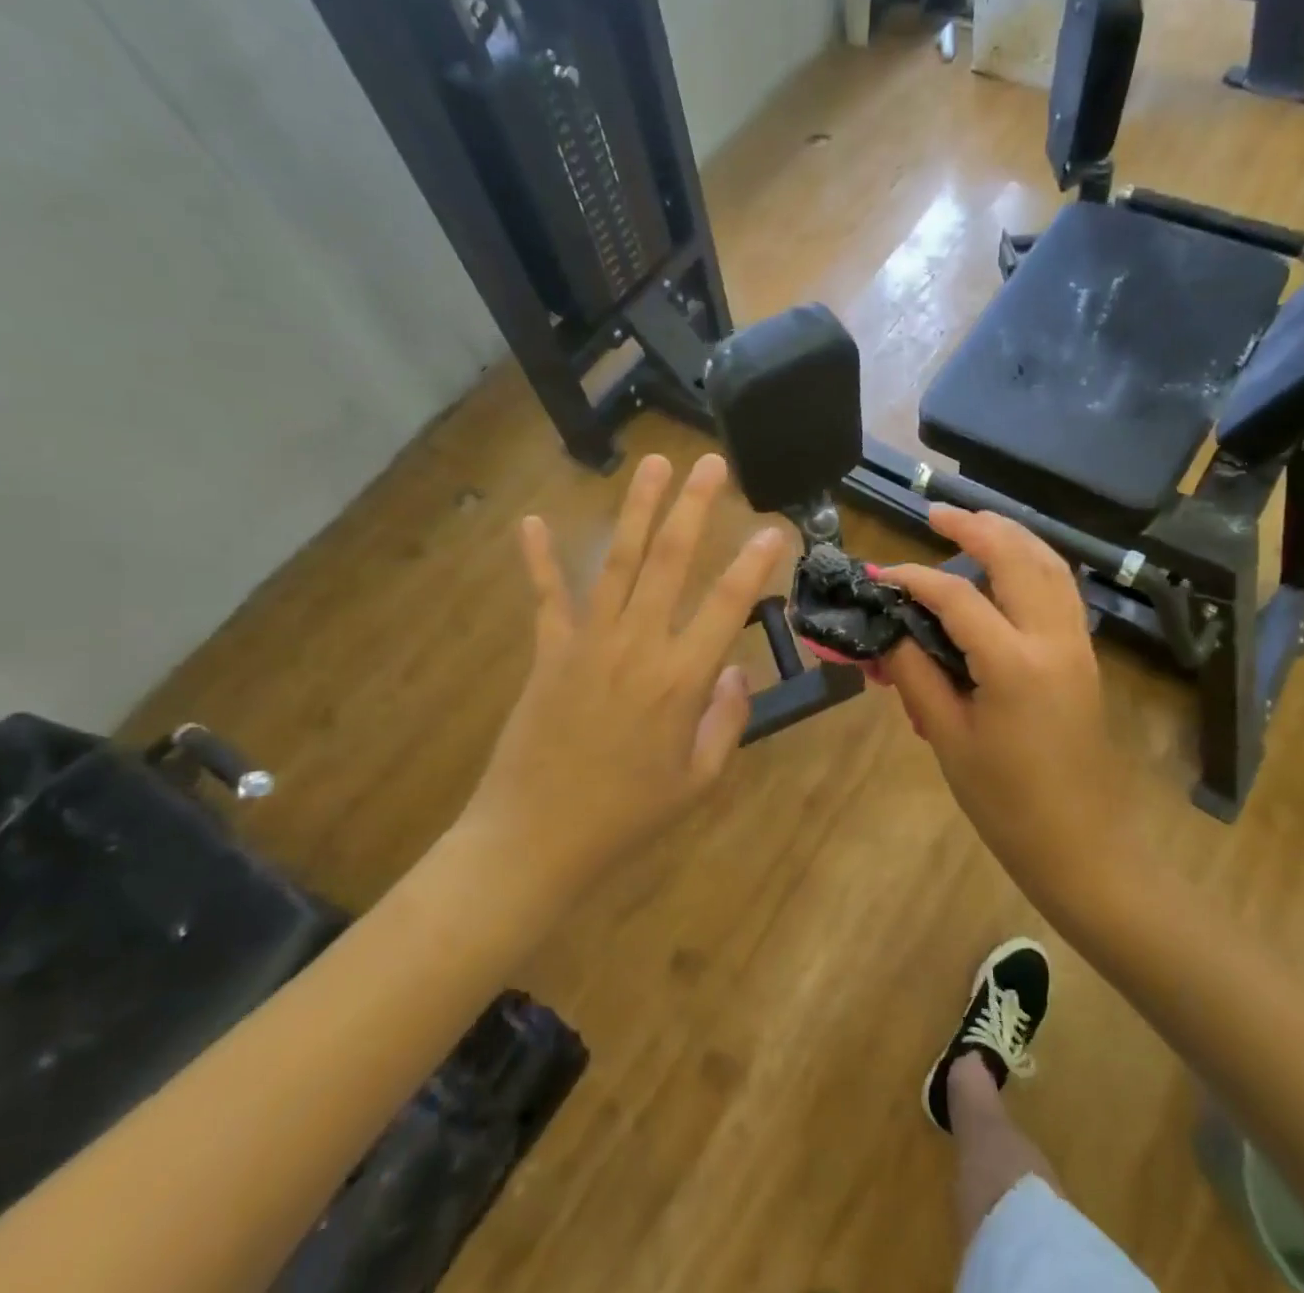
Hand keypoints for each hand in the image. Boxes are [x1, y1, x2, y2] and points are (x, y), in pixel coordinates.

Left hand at [466, 454, 788, 893]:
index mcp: (680, 679)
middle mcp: (637, 645)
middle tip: (710, 463)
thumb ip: (727, 721)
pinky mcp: (549, 651)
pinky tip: (530, 519)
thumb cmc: (627, 816)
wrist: (535, 839)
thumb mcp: (699, 780)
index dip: (754, 563)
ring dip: (637, 510)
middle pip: (670, 561)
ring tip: (653, 464)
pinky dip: (538, 558)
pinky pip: (546, 596)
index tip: (773, 529)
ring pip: (619, 562)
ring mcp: (588, 641)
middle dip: (693, 507)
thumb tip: (735, 671)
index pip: (726, 605)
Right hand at [879, 508, 1136, 889]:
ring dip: (1013, 536)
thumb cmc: (1006, 803)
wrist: (1082, 847)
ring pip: (1051, 566)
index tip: (879, 575)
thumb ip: (916, 675)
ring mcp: (1077, 646)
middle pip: (1018, 559)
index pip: (958, 597)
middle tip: (937, 514)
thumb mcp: (948, 738)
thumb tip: (888, 632)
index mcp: (1015, 663)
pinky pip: (1062, 591)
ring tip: (975, 523)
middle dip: (977, 527)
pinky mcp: (1085, 658)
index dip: (914, 579)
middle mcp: (1054, 640)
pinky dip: (1035, 563)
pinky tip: (1012, 565)